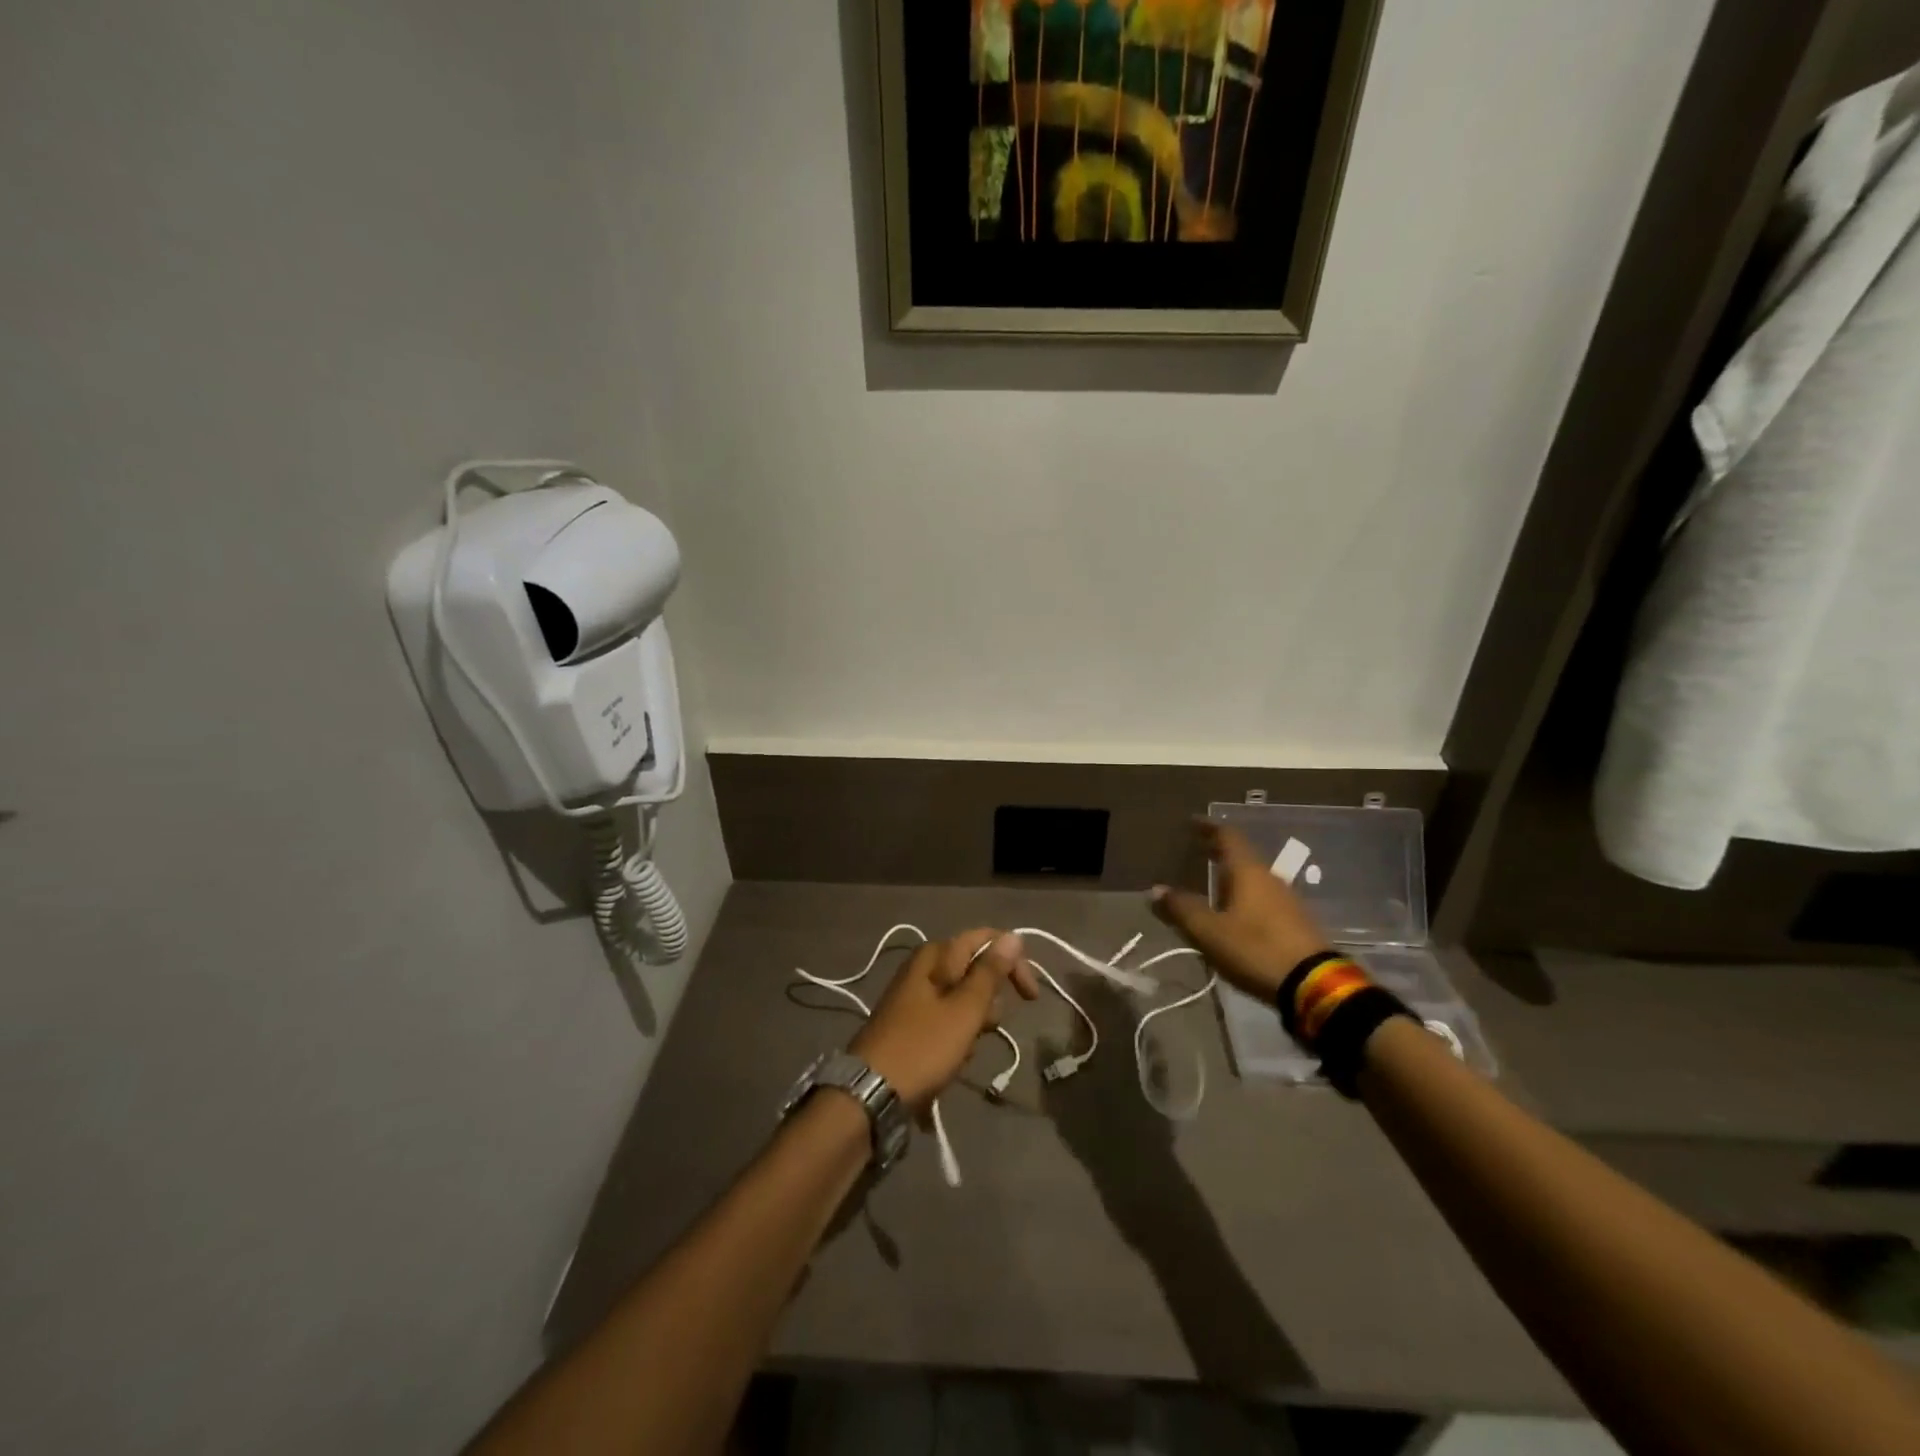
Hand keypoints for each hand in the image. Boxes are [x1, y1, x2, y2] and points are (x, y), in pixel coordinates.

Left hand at [850, 929, 1036, 1108]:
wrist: (871, 1094)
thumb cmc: (923, 1047)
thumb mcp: (965, 1010)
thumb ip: (990, 972)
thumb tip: (1013, 936)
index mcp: (935, 955)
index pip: (985, 939)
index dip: (1013, 962)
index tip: (1030, 996)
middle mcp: (924, 967)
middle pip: (974, 970)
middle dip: (990, 1000)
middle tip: (987, 1026)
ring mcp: (915, 996)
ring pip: (963, 999)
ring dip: (974, 1024)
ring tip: (964, 1049)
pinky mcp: (911, 1023)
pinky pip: (947, 1021)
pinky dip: (957, 1038)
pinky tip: (953, 1061)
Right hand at [1149, 822, 1331, 1002]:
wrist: (1314, 986)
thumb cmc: (1256, 949)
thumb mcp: (1209, 931)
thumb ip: (1181, 908)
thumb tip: (1156, 889)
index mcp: (1248, 871)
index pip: (1228, 836)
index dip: (1208, 827)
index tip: (1192, 822)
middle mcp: (1270, 878)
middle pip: (1242, 856)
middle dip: (1218, 853)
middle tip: (1197, 852)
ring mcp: (1287, 900)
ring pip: (1254, 879)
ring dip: (1232, 879)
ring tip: (1211, 887)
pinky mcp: (1296, 923)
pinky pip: (1264, 900)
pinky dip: (1244, 898)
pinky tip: (1234, 915)